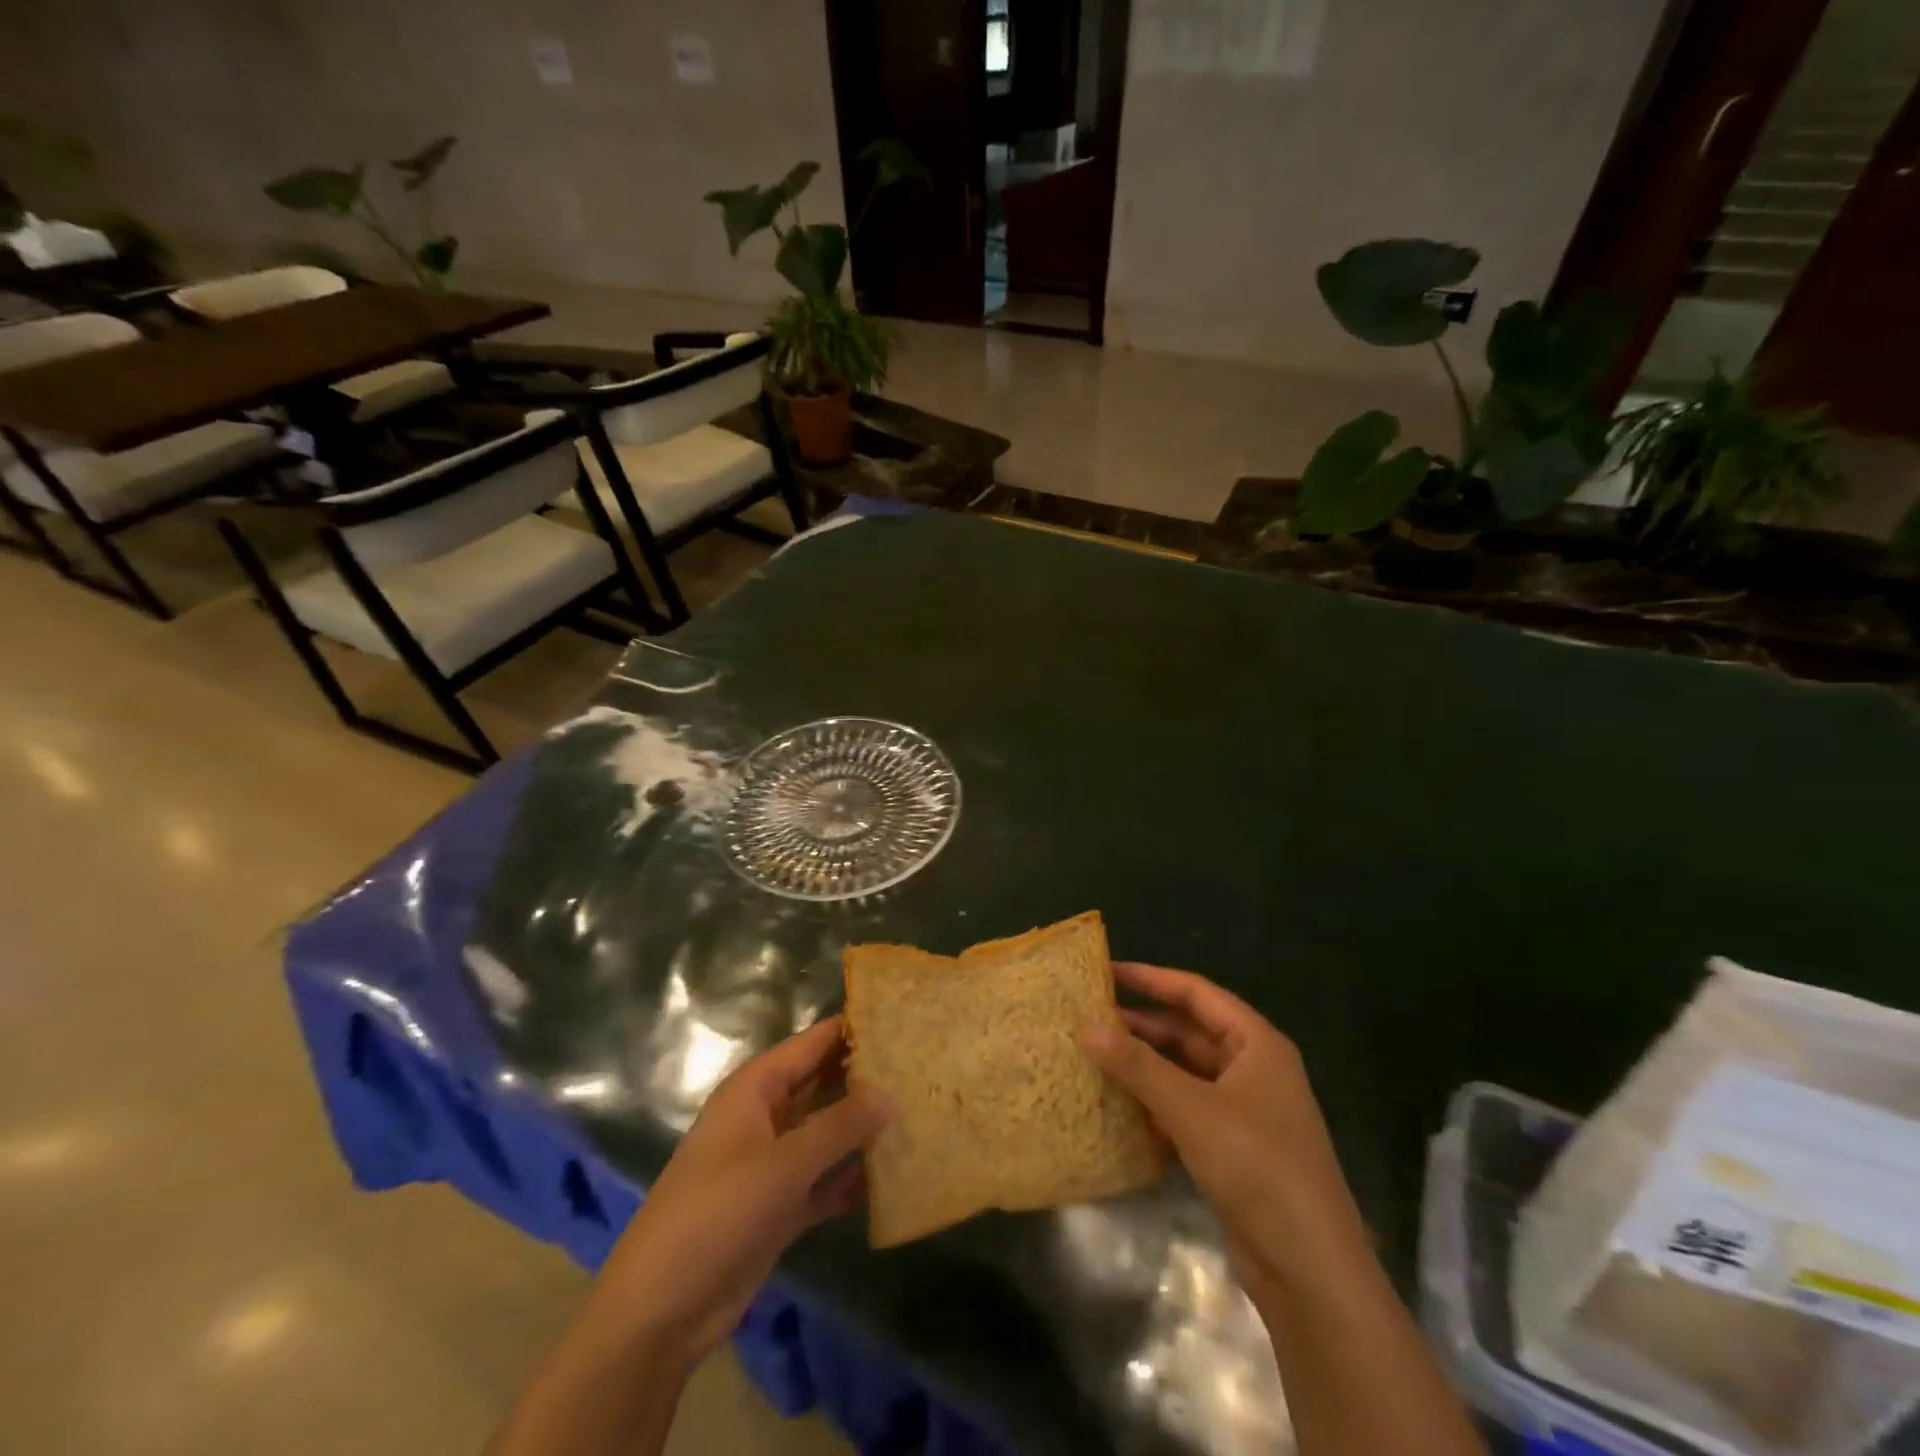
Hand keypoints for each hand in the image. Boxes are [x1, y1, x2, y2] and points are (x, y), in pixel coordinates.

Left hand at [590, 1015, 889, 1368]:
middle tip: (922, 1065)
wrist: (662, 1308)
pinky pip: (824, 1178)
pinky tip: (893, 1176)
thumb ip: (840, 1125)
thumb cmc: (718, 1212)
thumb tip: (892, 1092)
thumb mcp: (784, 1163)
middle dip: (866, 1076)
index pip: (813, 1043)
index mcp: (757, 1088)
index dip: (854, 1028)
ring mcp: (773, 1162)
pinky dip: (851, 1176)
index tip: (903, 1018)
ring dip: (863, 1127)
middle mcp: (766, 1115)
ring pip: (827, 1131)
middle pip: (823, 1083)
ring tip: (919, 1112)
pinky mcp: (780, 1205)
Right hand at [1081, 963, 1369, 1298]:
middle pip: (1190, 1032)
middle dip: (1143, 1026)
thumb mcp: (1191, 1109)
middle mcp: (1253, 1069)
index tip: (1107, 971)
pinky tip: (1121, 1110)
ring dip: (1146, 1068)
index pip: (1197, 994)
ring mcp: (1245, 1111)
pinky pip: (1187, 1110)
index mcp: (1257, 1044)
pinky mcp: (1234, 1148)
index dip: (1152, 979)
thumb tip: (1087, 1028)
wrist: (1310, 1270)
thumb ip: (1138, 1066)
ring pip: (1186, 1073)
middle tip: (1091, 1018)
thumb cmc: (1257, 1167)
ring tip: (1096, 1059)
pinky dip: (1157, 1105)